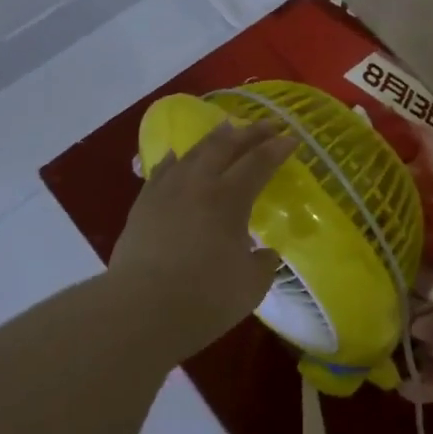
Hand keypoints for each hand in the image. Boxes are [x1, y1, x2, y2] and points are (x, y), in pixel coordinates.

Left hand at [108, 120, 298, 356]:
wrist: (142, 309)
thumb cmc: (206, 298)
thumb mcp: (251, 285)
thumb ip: (263, 264)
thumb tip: (265, 253)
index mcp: (229, 199)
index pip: (258, 163)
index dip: (277, 149)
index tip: (291, 139)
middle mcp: (197, 185)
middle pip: (225, 147)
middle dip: (248, 132)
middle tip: (265, 125)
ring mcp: (165, 192)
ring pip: (191, 153)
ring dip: (213, 140)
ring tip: (224, 130)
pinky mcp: (142, 207)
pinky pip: (161, 172)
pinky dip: (173, 160)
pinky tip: (175, 156)